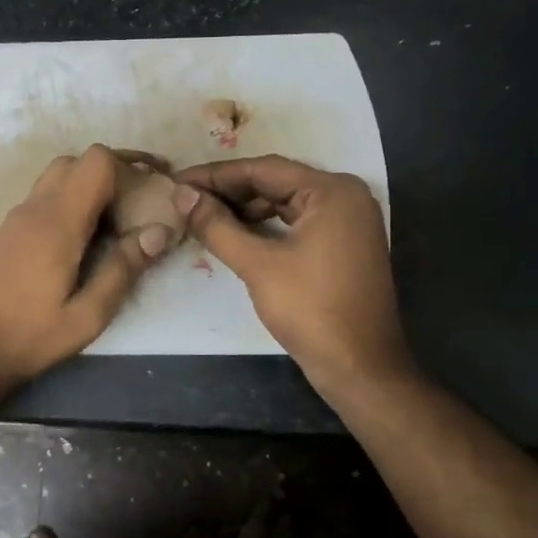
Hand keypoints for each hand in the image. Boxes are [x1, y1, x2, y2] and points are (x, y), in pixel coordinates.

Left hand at [0, 144, 168, 386]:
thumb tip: (158, 231)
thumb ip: (122, 270)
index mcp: (58, 222)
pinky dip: (71, 200)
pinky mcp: (9, 230)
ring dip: (90, 186)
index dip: (129, 167)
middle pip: (78, 161)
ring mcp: (18, 216)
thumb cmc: (31, 336)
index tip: (151, 192)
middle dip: (112, 174)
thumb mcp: (88, 315)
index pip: (96, 161)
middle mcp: (36, 208)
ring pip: (59, 175)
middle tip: (138, 204)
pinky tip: (86, 237)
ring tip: (116, 221)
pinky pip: (45, 195)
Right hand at [175, 154, 412, 395]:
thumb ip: (217, 225)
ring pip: (285, 202)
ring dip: (245, 209)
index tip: (178, 181)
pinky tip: (235, 233)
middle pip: (276, 182)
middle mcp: (345, 196)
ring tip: (203, 216)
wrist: (359, 367)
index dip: (216, 175)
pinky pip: (297, 222)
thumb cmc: (310, 310)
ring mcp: (348, 221)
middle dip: (229, 192)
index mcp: (332, 191)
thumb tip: (181, 195)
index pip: (264, 170)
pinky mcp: (344, 244)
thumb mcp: (257, 265)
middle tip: (186, 200)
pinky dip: (266, 225)